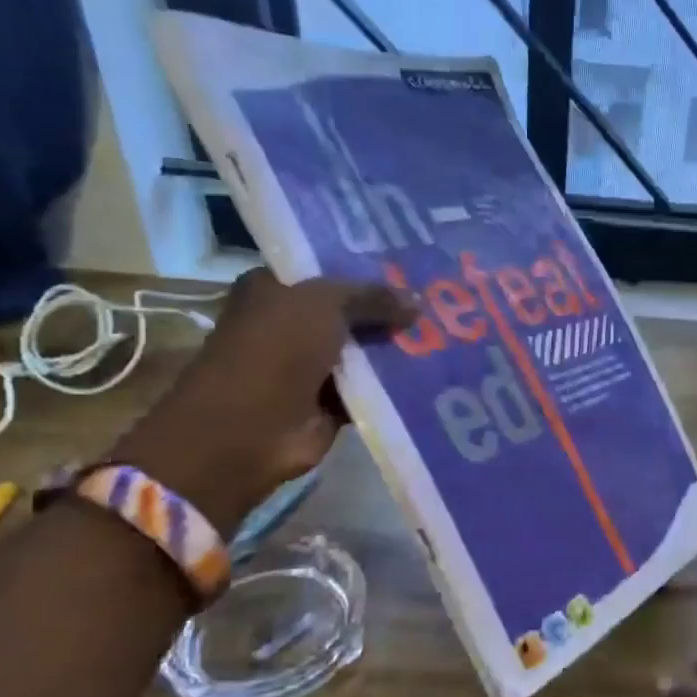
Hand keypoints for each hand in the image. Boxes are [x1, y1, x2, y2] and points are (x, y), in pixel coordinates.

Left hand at [110, 269, 414, 536]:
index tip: (414, 268)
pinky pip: (372, 387)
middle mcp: (291, 324)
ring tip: (448, 334)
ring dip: (398, 347)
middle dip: (391, 309)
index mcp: (275, 290)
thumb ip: (373, 296)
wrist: (248, 428)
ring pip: (366, 350)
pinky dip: (396, 384)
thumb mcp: (325, 304)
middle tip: (439, 301)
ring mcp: (311, 367)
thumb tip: (420, 301)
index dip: (369, 269)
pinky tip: (435, 372)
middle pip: (352, 311)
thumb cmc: (274, 350)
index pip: (329, 271)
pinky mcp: (330, 404)